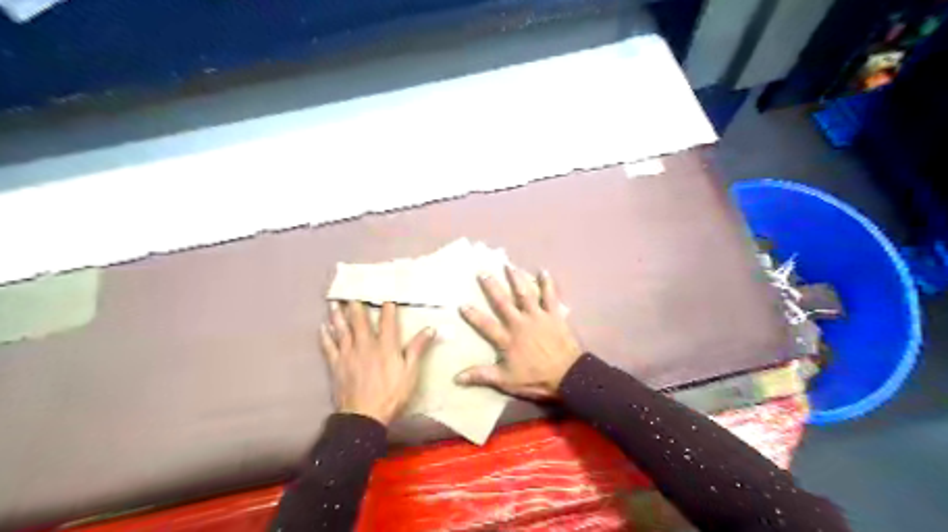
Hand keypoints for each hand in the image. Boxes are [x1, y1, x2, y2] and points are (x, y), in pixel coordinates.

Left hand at [321, 301, 433, 425]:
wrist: (364, 415)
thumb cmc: (392, 394)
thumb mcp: (411, 372)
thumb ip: (418, 348)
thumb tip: (431, 328)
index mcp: (386, 345)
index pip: (387, 321)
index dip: (387, 307)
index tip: (386, 296)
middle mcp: (365, 344)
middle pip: (360, 320)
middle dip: (357, 305)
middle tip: (352, 292)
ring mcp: (348, 353)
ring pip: (342, 329)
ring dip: (338, 315)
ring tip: (334, 302)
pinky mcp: (336, 364)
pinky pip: (328, 346)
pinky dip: (325, 336)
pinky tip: (322, 327)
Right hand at [454, 266, 581, 397]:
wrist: (567, 375)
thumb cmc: (536, 378)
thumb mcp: (506, 380)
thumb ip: (482, 375)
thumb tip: (456, 378)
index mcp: (507, 339)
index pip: (486, 325)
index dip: (473, 315)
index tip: (462, 304)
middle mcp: (520, 323)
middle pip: (503, 302)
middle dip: (492, 287)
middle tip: (483, 272)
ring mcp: (537, 317)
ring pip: (524, 294)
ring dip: (516, 279)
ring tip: (509, 266)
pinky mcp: (553, 315)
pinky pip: (550, 296)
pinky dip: (547, 284)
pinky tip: (543, 271)